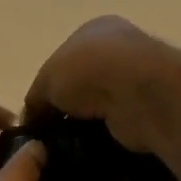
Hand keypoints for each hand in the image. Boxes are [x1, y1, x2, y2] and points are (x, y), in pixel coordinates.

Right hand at [24, 15, 180, 153]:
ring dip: (86, 124)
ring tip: (65, 147)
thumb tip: (31, 120)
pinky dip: (103, 137)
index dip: (48, 86)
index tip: (37, 113)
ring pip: (100, 106)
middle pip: (83, 83)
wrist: (140, 92)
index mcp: (95, 30)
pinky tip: (88, 150)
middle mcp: (119, 49)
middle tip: (49, 134)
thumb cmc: (88, 70)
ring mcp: (137, 79)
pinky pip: (116, 125)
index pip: (64, 58)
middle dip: (67, 107)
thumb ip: (36, 99)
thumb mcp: (47, 79)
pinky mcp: (148, 109)